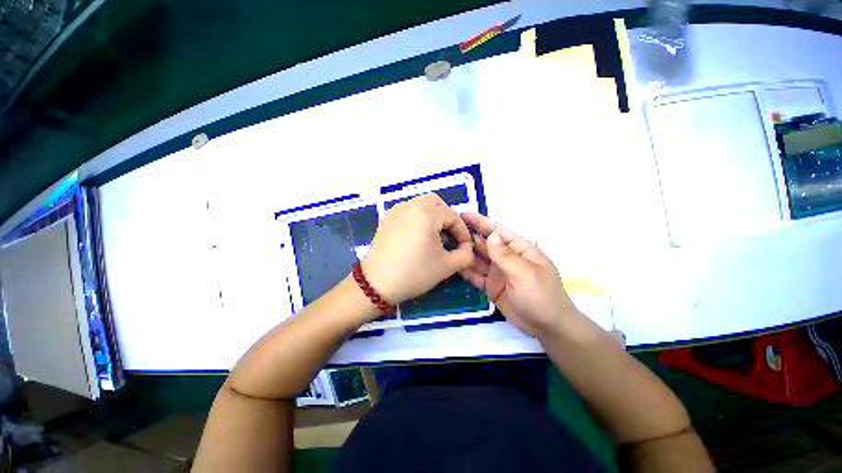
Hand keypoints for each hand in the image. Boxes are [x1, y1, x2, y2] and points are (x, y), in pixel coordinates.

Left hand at [362, 195, 474, 304]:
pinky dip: (418, 217)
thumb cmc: (414, 273)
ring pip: (420, 204)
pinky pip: (407, 210)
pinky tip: (417, 236)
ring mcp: (396, 211)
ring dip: (432, 216)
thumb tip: (467, 247)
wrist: (377, 284)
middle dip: (447, 217)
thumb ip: (466, 255)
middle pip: (436, 203)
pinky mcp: (386, 219)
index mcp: (426, 214)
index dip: (462, 231)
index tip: (464, 246)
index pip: (452, 215)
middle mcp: (410, 206)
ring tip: (434, 236)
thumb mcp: (447, 266)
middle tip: (450, 236)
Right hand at [460, 213, 578, 337]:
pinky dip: (466, 270)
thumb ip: (505, 255)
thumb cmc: (542, 296)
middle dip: (469, 237)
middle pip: (485, 244)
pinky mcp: (491, 286)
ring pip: (478, 259)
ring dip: (465, 253)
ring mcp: (498, 272)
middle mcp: (506, 258)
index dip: (481, 222)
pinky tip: (454, 265)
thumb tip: (491, 234)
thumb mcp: (525, 274)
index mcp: (519, 249)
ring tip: (446, 246)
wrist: (547, 328)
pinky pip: (476, 275)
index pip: (498, 231)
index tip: (463, 215)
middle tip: (448, 232)